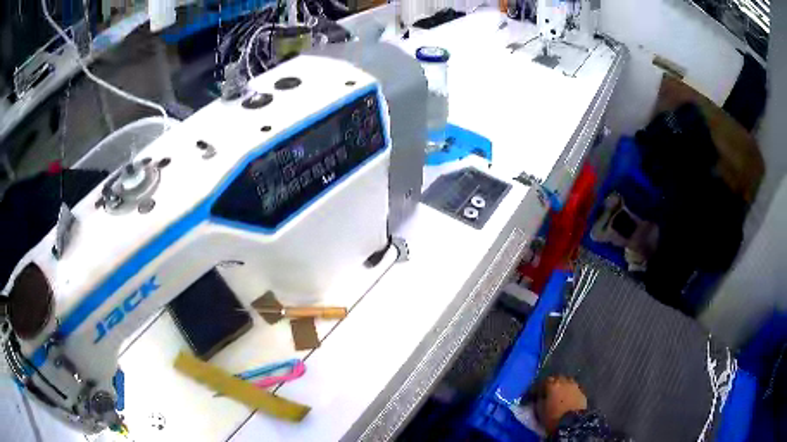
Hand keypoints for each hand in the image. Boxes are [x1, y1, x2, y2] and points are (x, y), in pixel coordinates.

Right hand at [535, 376, 587, 434]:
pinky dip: (570, 391)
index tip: (537, 392)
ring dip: (563, 386)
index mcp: (552, 384)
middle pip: (558, 378)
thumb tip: (538, 395)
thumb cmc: (553, 416)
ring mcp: (575, 386)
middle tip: (549, 391)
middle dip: (553, 383)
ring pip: (567, 381)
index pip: (544, 380)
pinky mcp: (582, 392)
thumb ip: (538, 399)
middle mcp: (565, 381)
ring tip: (560, 394)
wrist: (572, 422)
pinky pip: (574, 388)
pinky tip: (568, 398)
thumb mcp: (539, 409)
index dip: (540, 386)